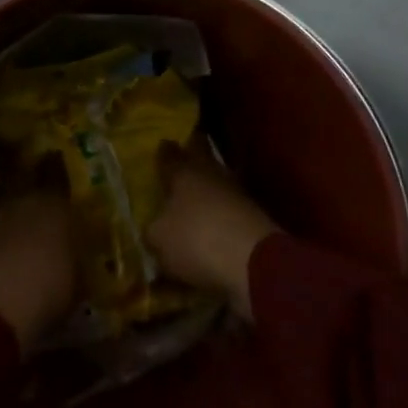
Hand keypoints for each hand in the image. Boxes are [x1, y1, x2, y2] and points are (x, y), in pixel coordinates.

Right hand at [146, 138, 279, 320]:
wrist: (255, 262)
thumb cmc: (196, 239)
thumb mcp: (159, 239)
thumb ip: (152, 231)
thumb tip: (153, 229)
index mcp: (183, 172)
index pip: (170, 155)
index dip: (164, 152)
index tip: (162, 145)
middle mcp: (210, 174)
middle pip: (200, 157)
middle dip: (191, 156)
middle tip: (182, 159)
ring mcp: (236, 193)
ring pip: (217, 181)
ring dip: (208, 188)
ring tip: (195, 198)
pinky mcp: (254, 217)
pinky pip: (230, 209)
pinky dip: (221, 214)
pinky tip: (213, 225)